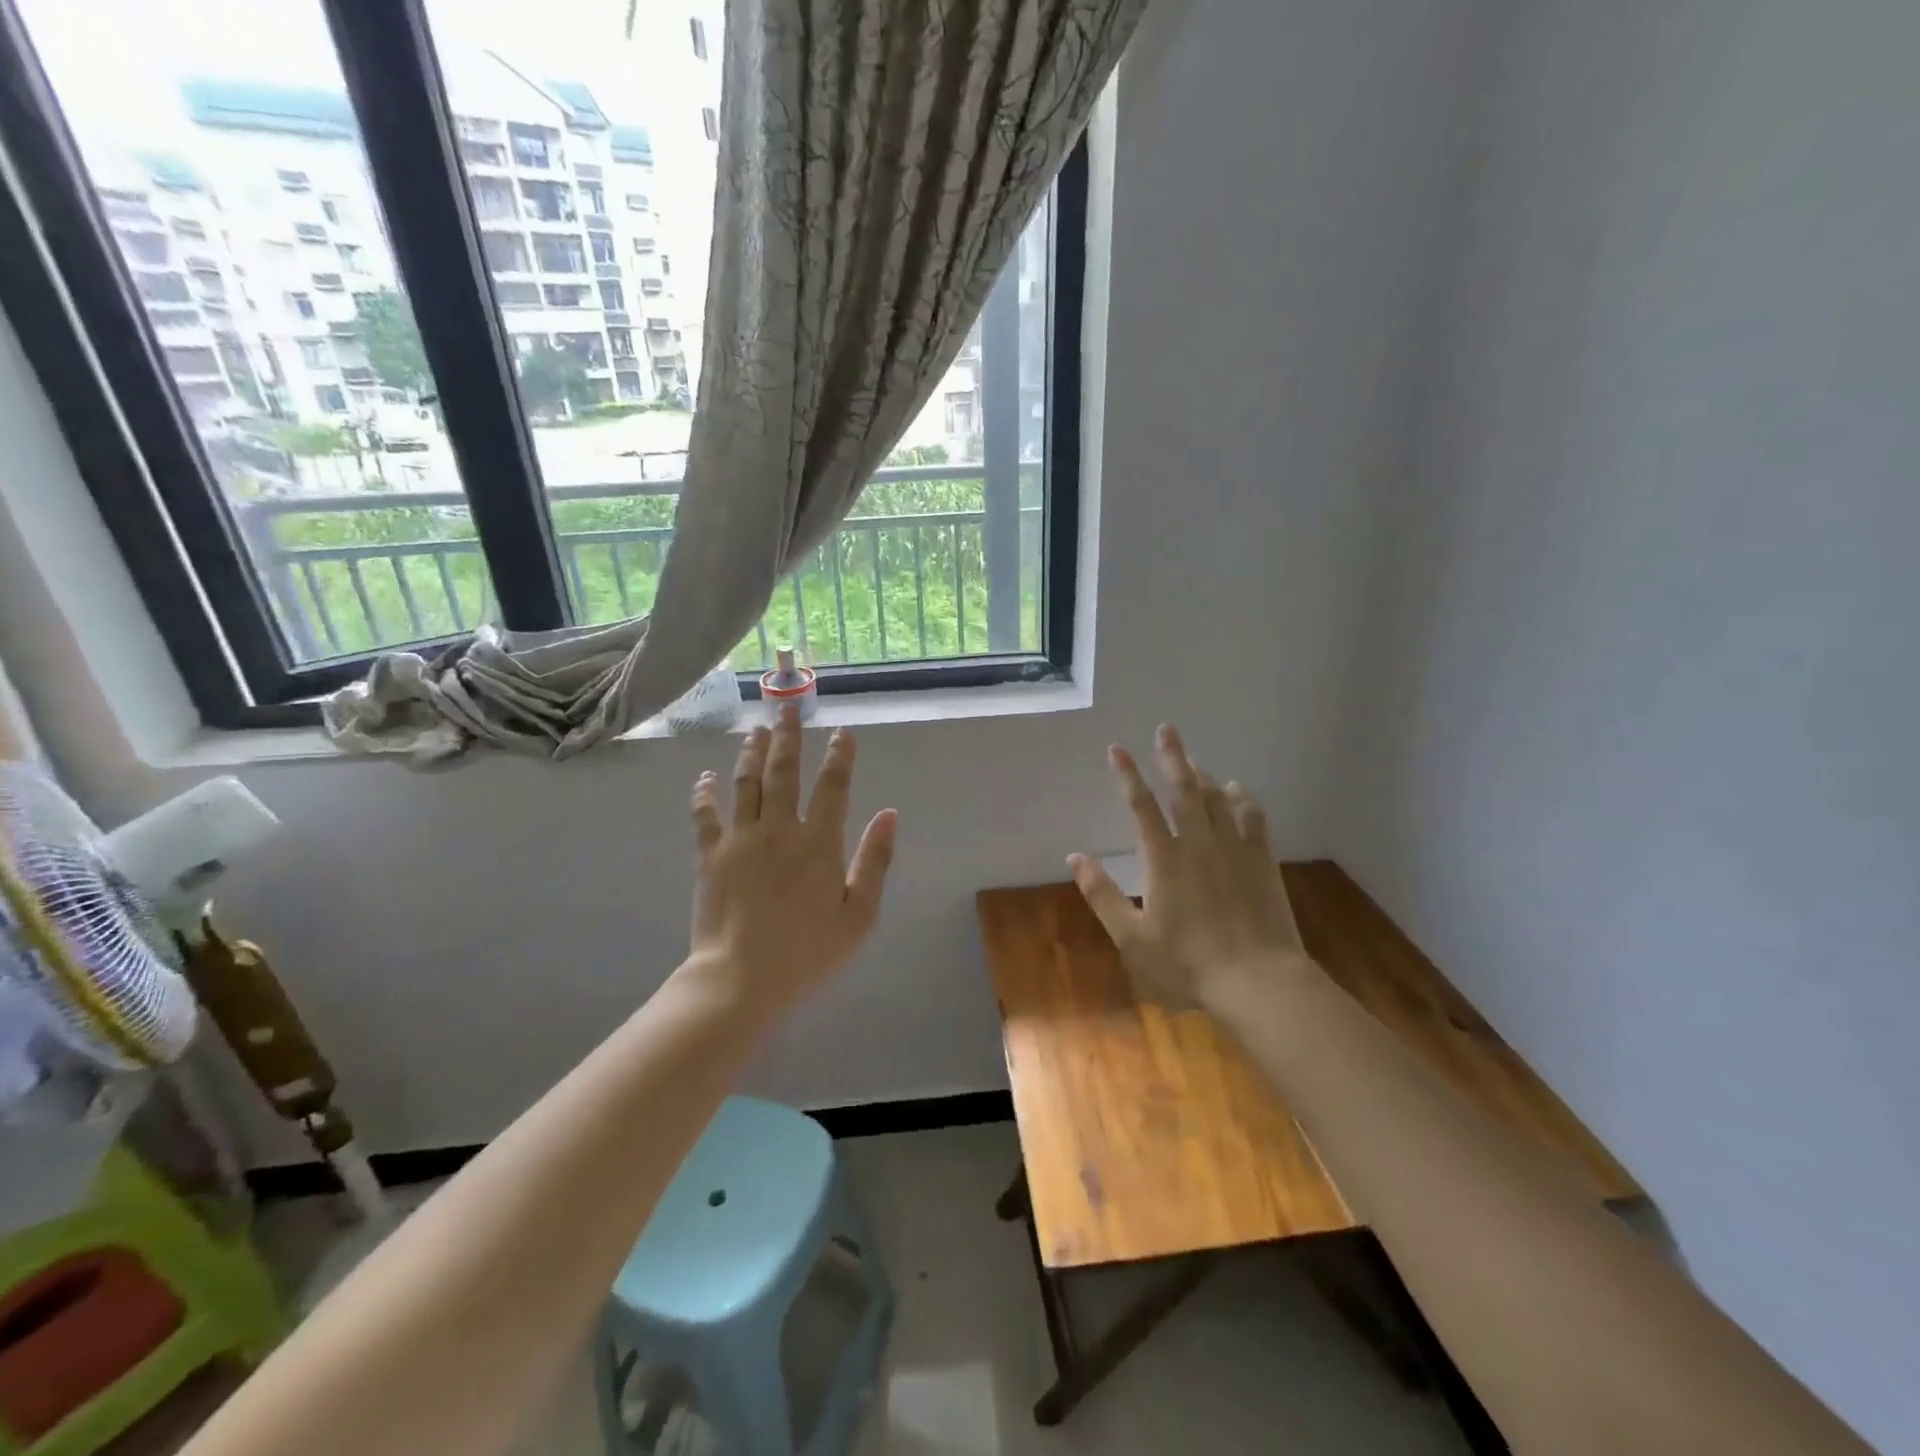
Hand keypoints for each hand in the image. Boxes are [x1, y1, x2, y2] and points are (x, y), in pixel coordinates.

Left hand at [686, 703, 897, 1012]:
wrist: (740, 980)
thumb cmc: (808, 952)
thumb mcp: (858, 915)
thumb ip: (875, 860)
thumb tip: (889, 814)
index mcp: (819, 843)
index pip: (833, 787)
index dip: (840, 756)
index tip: (842, 733)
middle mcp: (779, 829)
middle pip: (784, 772)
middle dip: (789, 737)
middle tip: (787, 708)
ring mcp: (740, 839)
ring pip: (746, 783)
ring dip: (752, 753)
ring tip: (757, 730)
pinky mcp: (710, 855)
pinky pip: (705, 814)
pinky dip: (705, 792)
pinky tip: (705, 775)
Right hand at [1069, 724, 1309, 1008]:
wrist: (1258, 981)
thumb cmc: (1188, 963)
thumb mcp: (1132, 938)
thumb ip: (1102, 895)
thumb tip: (1075, 858)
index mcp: (1164, 859)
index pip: (1141, 807)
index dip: (1127, 776)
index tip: (1117, 749)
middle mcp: (1199, 844)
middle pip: (1184, 790)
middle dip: (1172, 757)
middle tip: (1166, 729)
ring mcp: (1235, 849)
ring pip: (1217, 799)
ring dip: (1203, 775)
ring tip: (1192, 759)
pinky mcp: (1262, 861)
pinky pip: (1252, 818)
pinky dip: (1242, 799)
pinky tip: (1237, 790)